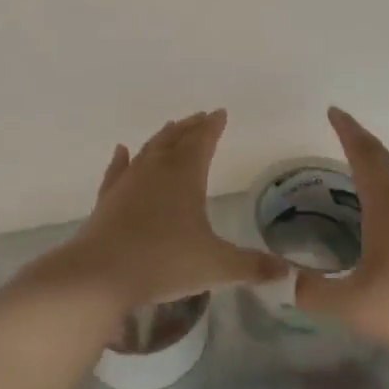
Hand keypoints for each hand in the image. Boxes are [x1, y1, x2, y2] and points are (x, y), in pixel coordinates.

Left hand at [34, 110, 285, 312]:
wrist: (101, 275)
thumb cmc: (164, 262)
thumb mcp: (216, 266)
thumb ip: (252, 267)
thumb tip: (287, 272)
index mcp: (185, 175)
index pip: (202, 141)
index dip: (213, 127)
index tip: (220, 113)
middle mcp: (156, 170)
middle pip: (175, 139)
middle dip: (190, 127)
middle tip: (201, 117)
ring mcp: (128, 182)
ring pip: (149, 150)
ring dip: (162, 137)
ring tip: (171, 128)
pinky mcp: (108, 199)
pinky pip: (117, 171)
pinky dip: (121, 159)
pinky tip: (122, 151)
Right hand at [296, 107, 388, 366]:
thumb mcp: (351, 306)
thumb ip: (314, 293)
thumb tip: (289, 282)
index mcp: (387, 208)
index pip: (365, 157)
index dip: (348, 132)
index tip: (334, 111)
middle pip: (385, 162)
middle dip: (363, 141)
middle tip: (343, 128)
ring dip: (379, 163)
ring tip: (359, 163)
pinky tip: (384, 208)